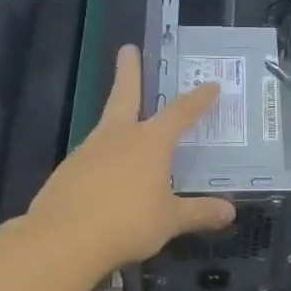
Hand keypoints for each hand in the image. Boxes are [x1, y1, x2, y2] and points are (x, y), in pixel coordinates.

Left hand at [23, 45, 234, 269]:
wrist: (61, 241)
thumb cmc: (126, 223)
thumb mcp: (170, 221)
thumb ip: (199, 213)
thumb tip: (230, 212)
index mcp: (150, 142)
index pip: (181, 112)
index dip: (198, 99)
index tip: (211, 85)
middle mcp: (119, 136)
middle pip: (125, 95)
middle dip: (129, 71)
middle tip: (127, 49)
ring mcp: (88, 151)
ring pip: (107, 126)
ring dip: (117, 119)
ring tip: (127, 127)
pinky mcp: (67, 172)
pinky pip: (92, 157)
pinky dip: (103, 158)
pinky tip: (106, 177)